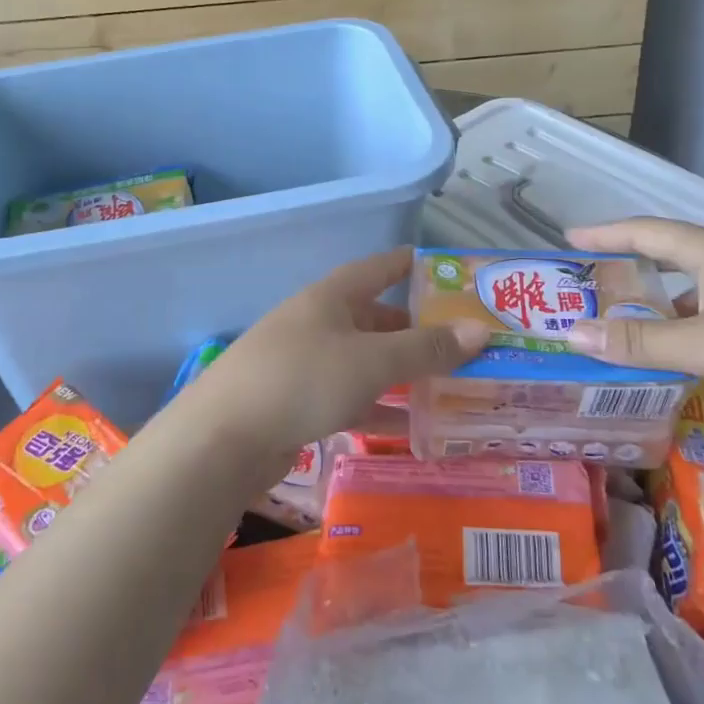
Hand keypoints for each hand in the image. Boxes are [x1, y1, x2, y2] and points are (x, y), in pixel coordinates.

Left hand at [177, 247, 488, 461]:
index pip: (379, 268)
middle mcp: (318, 322)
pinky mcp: (298, 402)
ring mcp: (306, 363)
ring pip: (366, 362)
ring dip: (402, 373)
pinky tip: (409, 429)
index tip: (449, 270)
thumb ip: (425, 348)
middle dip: (416, 330)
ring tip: (449, 387)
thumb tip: (480, 330)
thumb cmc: (302, 379)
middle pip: (376, 319)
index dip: (413, 266)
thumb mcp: (371, 361)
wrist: (223, 438)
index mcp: (331, 296)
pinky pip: (350, 397)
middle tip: (463, 344)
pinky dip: (378, 408)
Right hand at [561, 218, 703, 428]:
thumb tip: (572, 333)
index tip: (570, 238)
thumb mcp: (702, 346)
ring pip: (699, 284)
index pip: (644, 231)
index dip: (604, 233)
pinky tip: (690, 349)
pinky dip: (693, 320)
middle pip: (671, 254)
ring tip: (633, 322)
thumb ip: (636, 341)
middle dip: (631, 267)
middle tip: (595, 282)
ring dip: (663, 300)